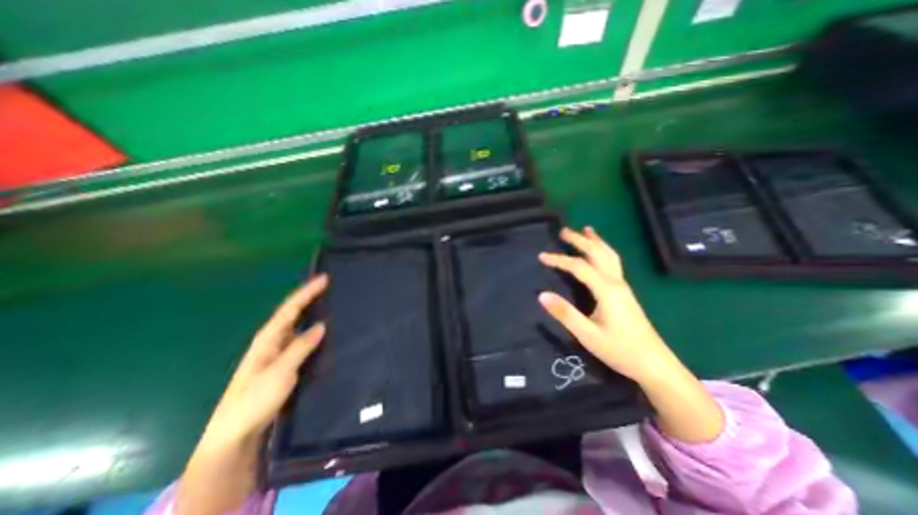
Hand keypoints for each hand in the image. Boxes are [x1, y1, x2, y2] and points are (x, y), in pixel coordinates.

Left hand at [201, 275, 328, 447]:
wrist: (235, 433)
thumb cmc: (254, 400)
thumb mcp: (279, 372)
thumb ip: (300, 347)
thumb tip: (321, 325)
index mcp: (268, 338)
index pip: (290, 308)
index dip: (307, 292)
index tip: (324, 279)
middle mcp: (273, 340)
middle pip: (293, 313)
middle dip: (310, 298)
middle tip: (330, 288)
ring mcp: (278, 352)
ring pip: (298, 325)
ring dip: (312, 312)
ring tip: (331, 304)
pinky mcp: (284, 363)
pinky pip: (302, 339)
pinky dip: (313, 330)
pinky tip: (325, 332)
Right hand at [539, 228, 671, 384]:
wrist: (655, 364)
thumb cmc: (620, 350)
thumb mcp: (587, 334)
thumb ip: (564, 313)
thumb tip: (541, 295)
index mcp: (606, 290)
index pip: (579, 267)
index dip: (559, 259)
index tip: (541, 256)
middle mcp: (616, 282)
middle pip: (597, 253)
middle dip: (580, 240)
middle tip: (563, 231)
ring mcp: (623, 286)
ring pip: (609, 255)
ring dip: (595, 241)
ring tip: (585, 230)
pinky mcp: (624, 292)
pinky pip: (613, 263)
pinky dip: (603, 251)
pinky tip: (600, 252)